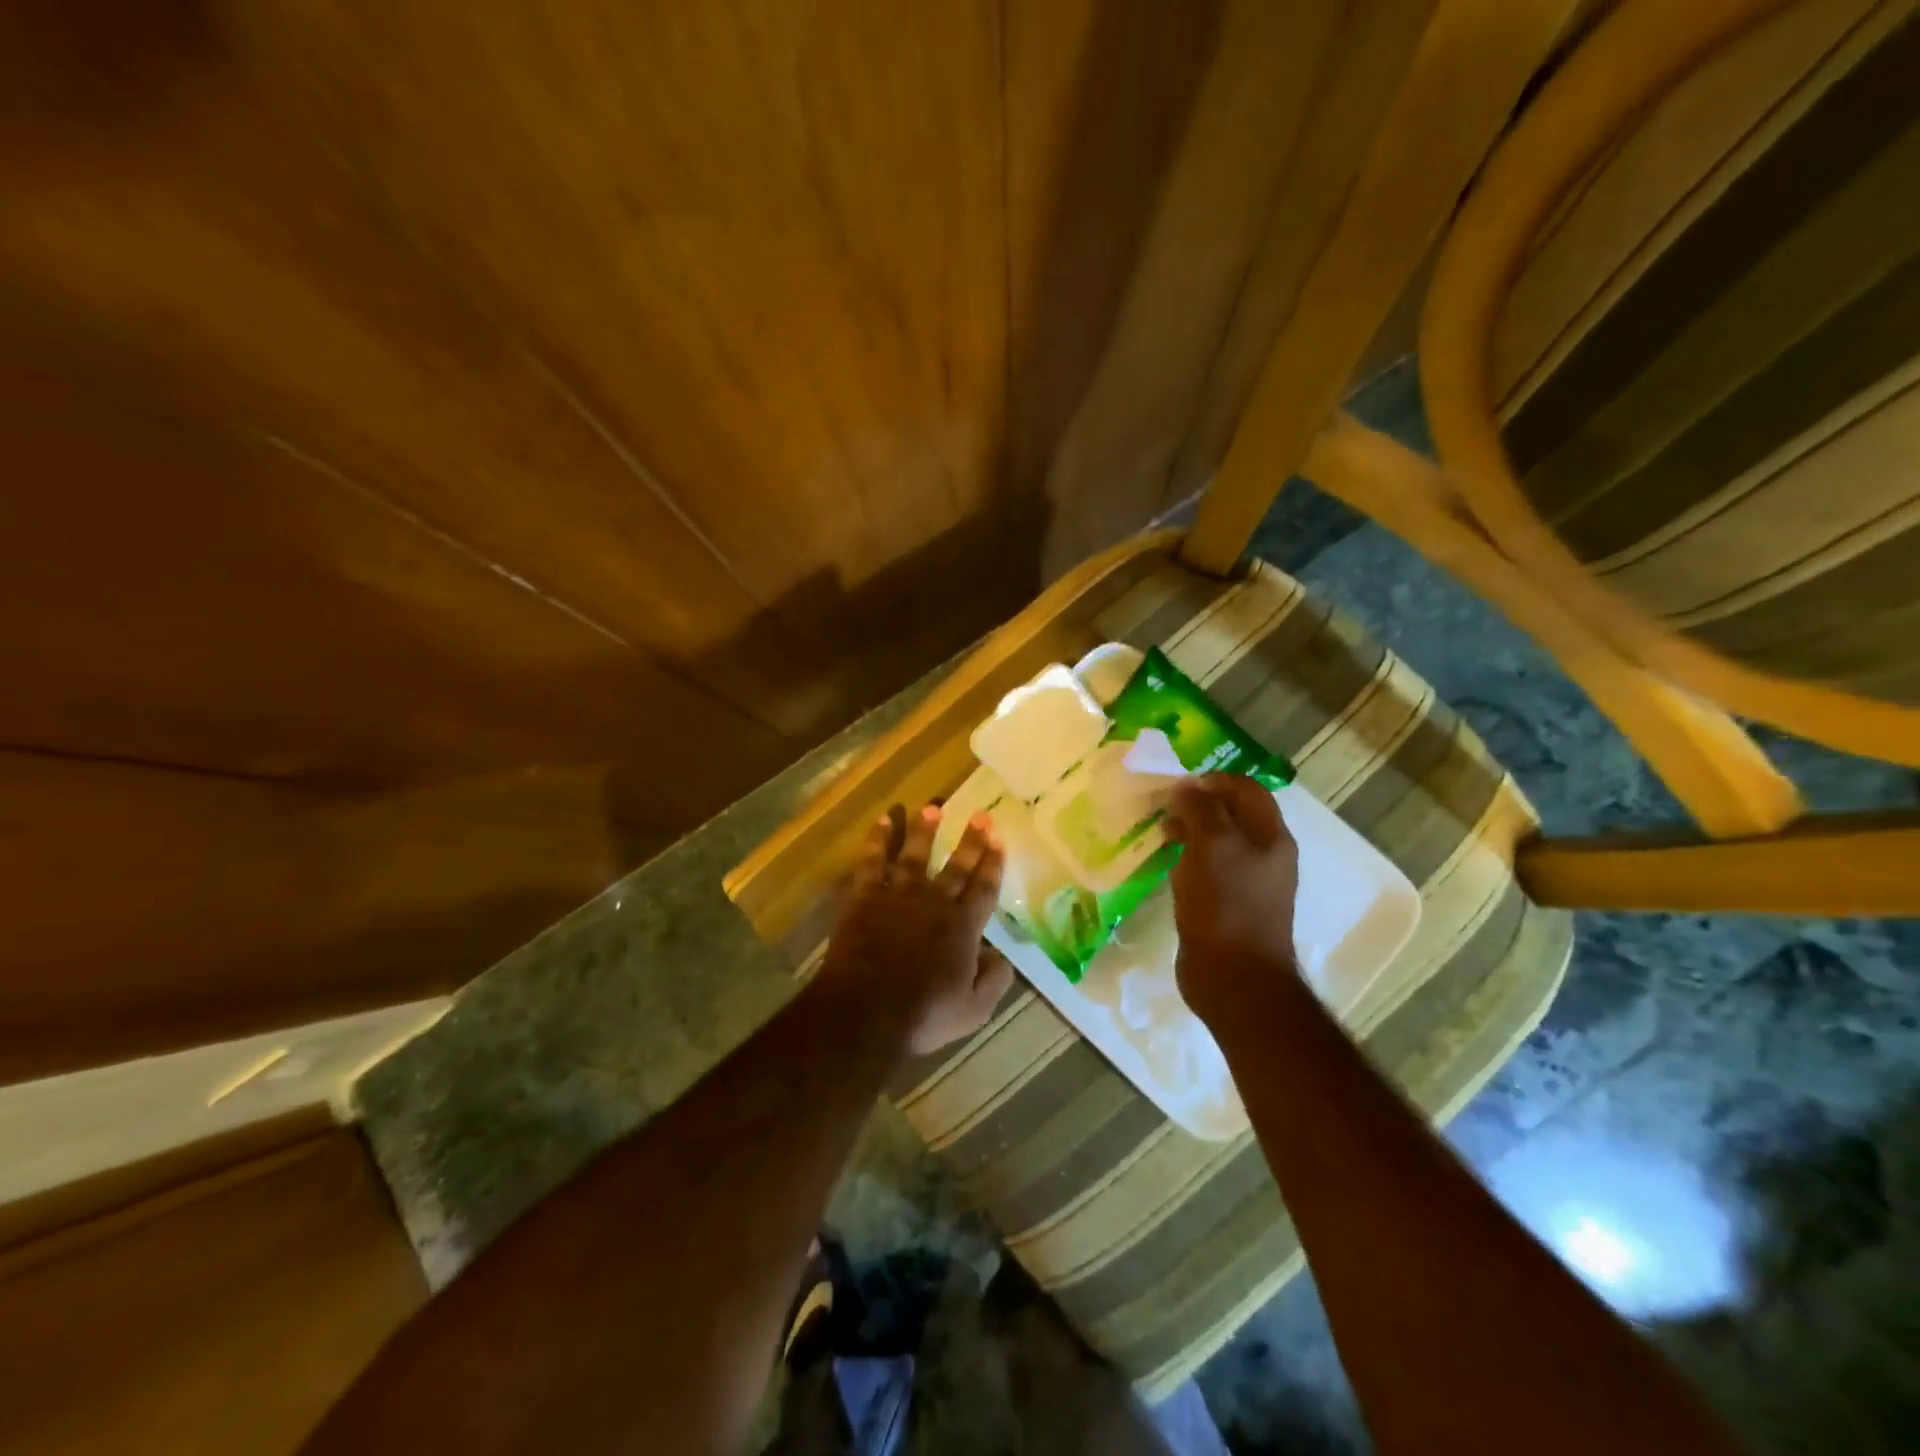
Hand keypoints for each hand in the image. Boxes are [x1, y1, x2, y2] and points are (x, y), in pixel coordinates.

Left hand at [823, 804, 1013, 1054]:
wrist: (866, 1011)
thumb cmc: (923, 1015)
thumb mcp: (974, 1010)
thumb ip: (994, 981)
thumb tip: (1002, 957)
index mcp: (963, 928)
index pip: (983, 889)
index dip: (993, 864)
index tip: (999, 840)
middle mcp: (934, 903)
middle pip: (956, 866)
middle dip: (970, 840)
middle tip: (980, 814)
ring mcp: (898, 896)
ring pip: (915, 855)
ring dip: (925, 831)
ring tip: (932, 808)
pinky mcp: (866, 898)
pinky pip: (872, 862)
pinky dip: (877, 840)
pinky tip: (883, 821)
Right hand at [1166, 774, 1302, 1024]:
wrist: (1234, 978)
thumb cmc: (1226, 904)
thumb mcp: (1212, 845)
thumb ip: (1200, 810)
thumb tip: (1186, 788)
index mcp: (1271, 837)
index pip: (1247, 790)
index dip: (1215, 781)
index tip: (1179, 787)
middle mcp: (1264, 856)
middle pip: (1232, 815)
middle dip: (1198, 805)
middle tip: (1163, 808)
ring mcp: (1246, 883)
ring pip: (1217, 843)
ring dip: (1190, 832)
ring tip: (1160, 832)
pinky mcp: (1226, 906)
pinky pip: (1207, 870)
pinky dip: (1187, 860)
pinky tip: (1166, 864)